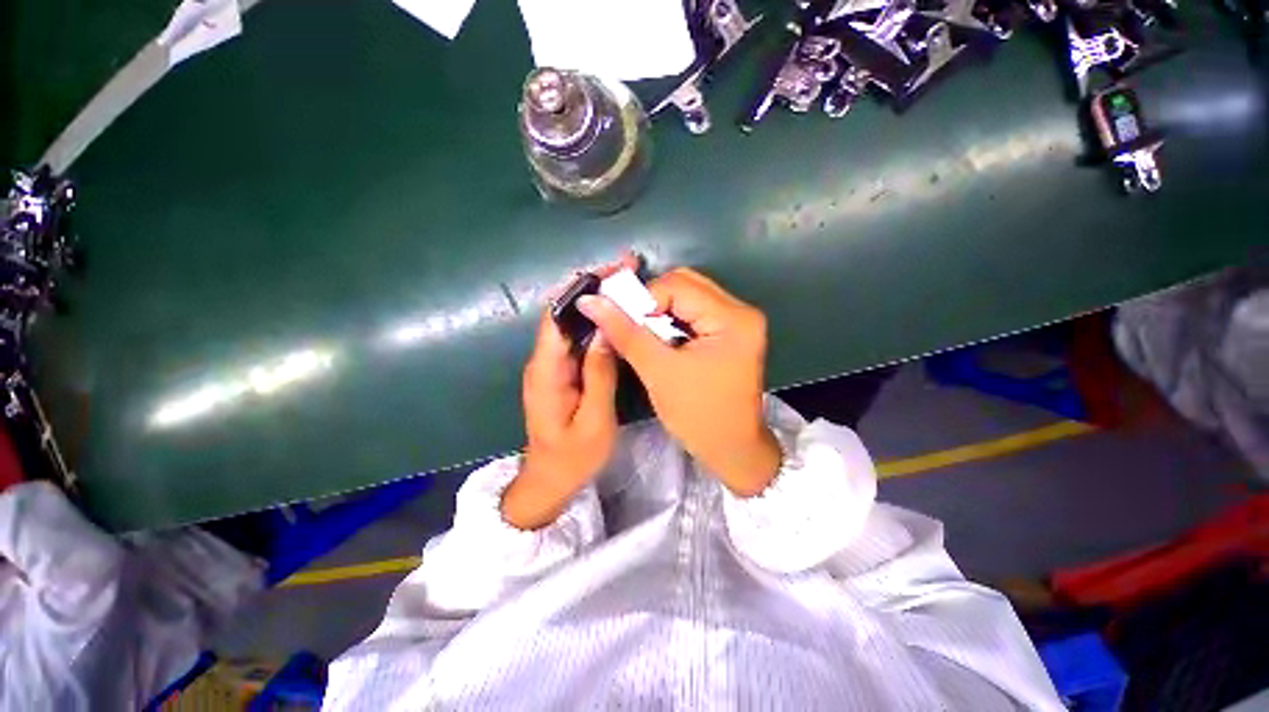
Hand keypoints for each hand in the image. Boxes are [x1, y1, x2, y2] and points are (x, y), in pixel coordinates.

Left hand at [501, 259, 632, 529]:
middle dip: (591, 286)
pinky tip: (614, 314)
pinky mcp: (561, 371)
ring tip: (624, 282)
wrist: (550, 481)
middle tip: (625, 269)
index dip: (581, 289)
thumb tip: (607, 331)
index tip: (611, 271)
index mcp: (547, 371)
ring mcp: (551, 365)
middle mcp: (543, 361)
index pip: (558, 316)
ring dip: (594, 300)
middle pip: (563, 312)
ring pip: (570, 322)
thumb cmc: (573, 457)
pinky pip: (576, 338)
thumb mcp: (595, 421)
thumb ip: (599, 375)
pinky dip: (594, 320)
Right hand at [579, 268, 779, 496]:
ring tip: (643, 334)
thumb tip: (591, 301)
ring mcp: (739, 321)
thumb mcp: (659, 372)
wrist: (732, 449)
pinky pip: (695, 312)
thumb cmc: (698, 416)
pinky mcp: (732, 332)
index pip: (677, 285)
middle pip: (686, 284)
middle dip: (651, 302)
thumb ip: (625, 332)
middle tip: (630, 324)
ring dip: (660, 311)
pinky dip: (672, 319)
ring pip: (689, 296)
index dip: (642, 299)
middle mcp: (742, 311)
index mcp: (732, 319)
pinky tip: (660, 338)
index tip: (619, 320)